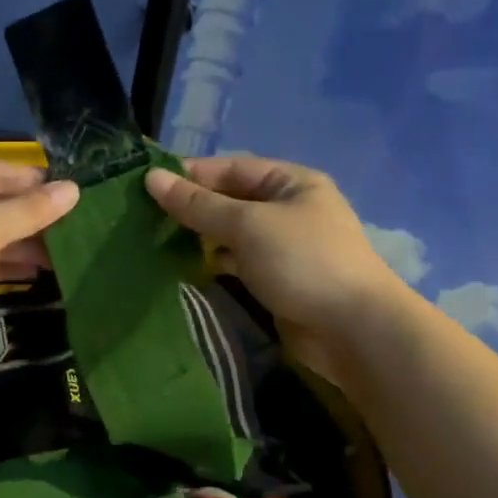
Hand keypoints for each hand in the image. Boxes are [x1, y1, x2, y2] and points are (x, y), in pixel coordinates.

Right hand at [145, 155, 405, 377]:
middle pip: (230, 200)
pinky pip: (238, 262)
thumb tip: (151, 178)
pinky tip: (184, 267)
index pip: (231, 167)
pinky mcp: (277, 279)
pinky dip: (213, 263)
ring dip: (199, 237)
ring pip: (231, 234)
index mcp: (291, 182)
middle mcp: (288, 209)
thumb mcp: (247, 225)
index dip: (190, 174)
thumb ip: (198, 204)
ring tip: (154, 241)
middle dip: (191, 207)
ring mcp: (283, 246)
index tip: (147, 185)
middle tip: (144, 216)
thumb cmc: (303, 262)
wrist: (354, 330)